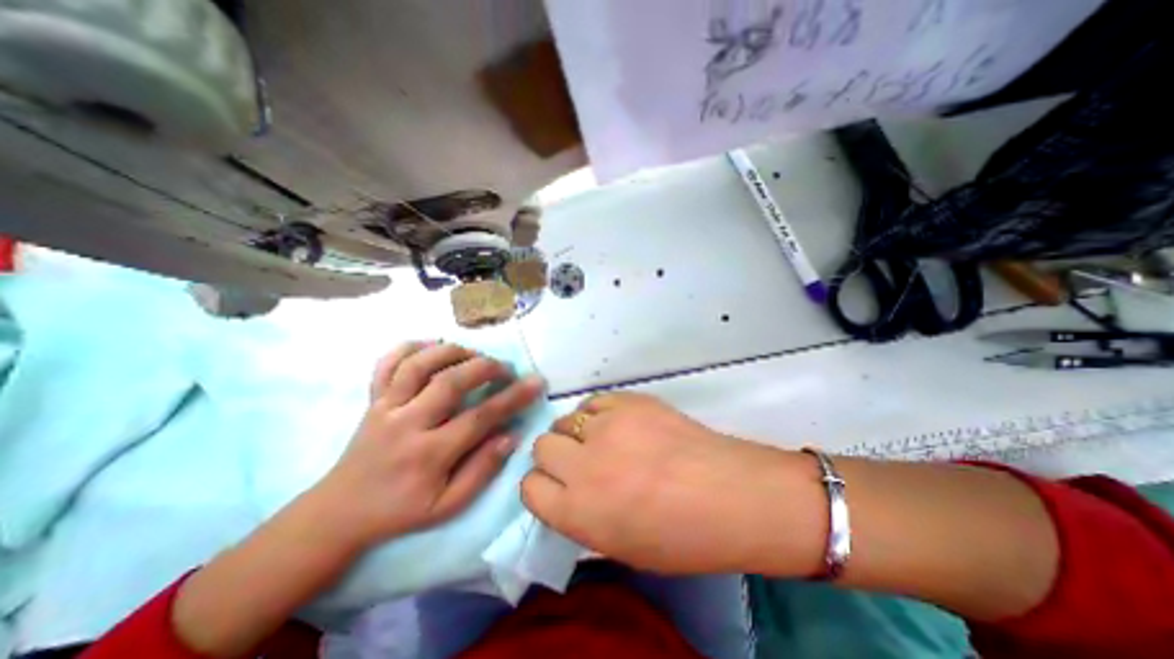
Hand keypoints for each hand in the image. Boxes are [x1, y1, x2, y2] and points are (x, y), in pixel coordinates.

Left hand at [314, 343, 548, 548]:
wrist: (340, 513)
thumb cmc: (400, 511)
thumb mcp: (448, 506)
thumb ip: (482, 470)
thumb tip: (510, 436)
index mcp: (429, 454)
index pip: (480, 417)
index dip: (513, 397)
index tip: (536, 382)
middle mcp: (407, 423)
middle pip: (450, 381)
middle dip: (485, 367)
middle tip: (505, 368)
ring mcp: (385, 407)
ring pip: (418, 364)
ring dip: (452, 352)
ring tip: (474, 355)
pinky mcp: (372, 400)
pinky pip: (387, 364)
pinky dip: (409, 347)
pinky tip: (431, 344)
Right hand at [520, 390, 787, 571]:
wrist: (730, 494)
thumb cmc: (681, 537)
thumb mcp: (619, 546)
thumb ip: (581, 517)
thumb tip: (565, 491)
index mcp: (578, 512)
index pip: (529, 487)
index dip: (541, 486)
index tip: (556, 486)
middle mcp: (583, 465)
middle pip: (542, 446)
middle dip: (555, 456)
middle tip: (580, 462)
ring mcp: (606, 426)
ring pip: (565, 419)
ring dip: (576, 433)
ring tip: (602, 441)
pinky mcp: (628, 401)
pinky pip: (594, 401)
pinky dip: (598, 413)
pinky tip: (616, 423)